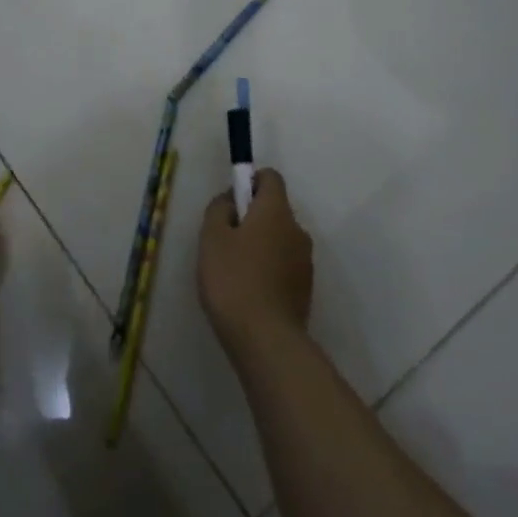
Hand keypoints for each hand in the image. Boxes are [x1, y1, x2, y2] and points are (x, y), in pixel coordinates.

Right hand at [198, 168, 312, 353]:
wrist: (265, 339)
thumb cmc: (233, 279)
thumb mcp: (212, 238)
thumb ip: (219, 209)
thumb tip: (230, 199)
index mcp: (276, 211)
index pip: (270, 177)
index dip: (250, 181)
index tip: (231, 202)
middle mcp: (297, 230)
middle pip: (275, 209)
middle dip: (251, 217)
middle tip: (224, 240)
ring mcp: (305, 261)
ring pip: (279, 239)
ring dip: (260, 245)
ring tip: (234, 271)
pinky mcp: (305, 288)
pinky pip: (284, 265)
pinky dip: (268, 268)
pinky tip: (249, 291)